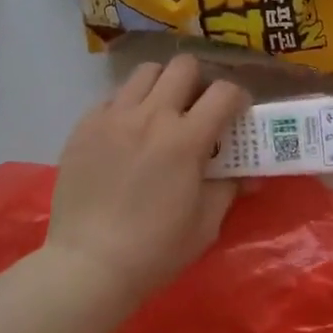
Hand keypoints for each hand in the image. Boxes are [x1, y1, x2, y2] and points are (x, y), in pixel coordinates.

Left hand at [46, 55, 250, 301]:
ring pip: (145, 73)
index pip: (224, 92)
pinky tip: (127, 133)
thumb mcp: (205, 224)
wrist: (87, 265)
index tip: (237, 113)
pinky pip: (112, 97)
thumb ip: (228, 189)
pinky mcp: (84, 125)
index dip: (238, 97)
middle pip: (182, 67)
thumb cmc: (154, 251)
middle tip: (197, 107)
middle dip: (198, 81)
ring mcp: (113, 116)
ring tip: (161, 112)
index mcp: (185, 139)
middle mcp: (150, 116)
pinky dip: (127, 106)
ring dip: (161, 85)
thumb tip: (248, 175)